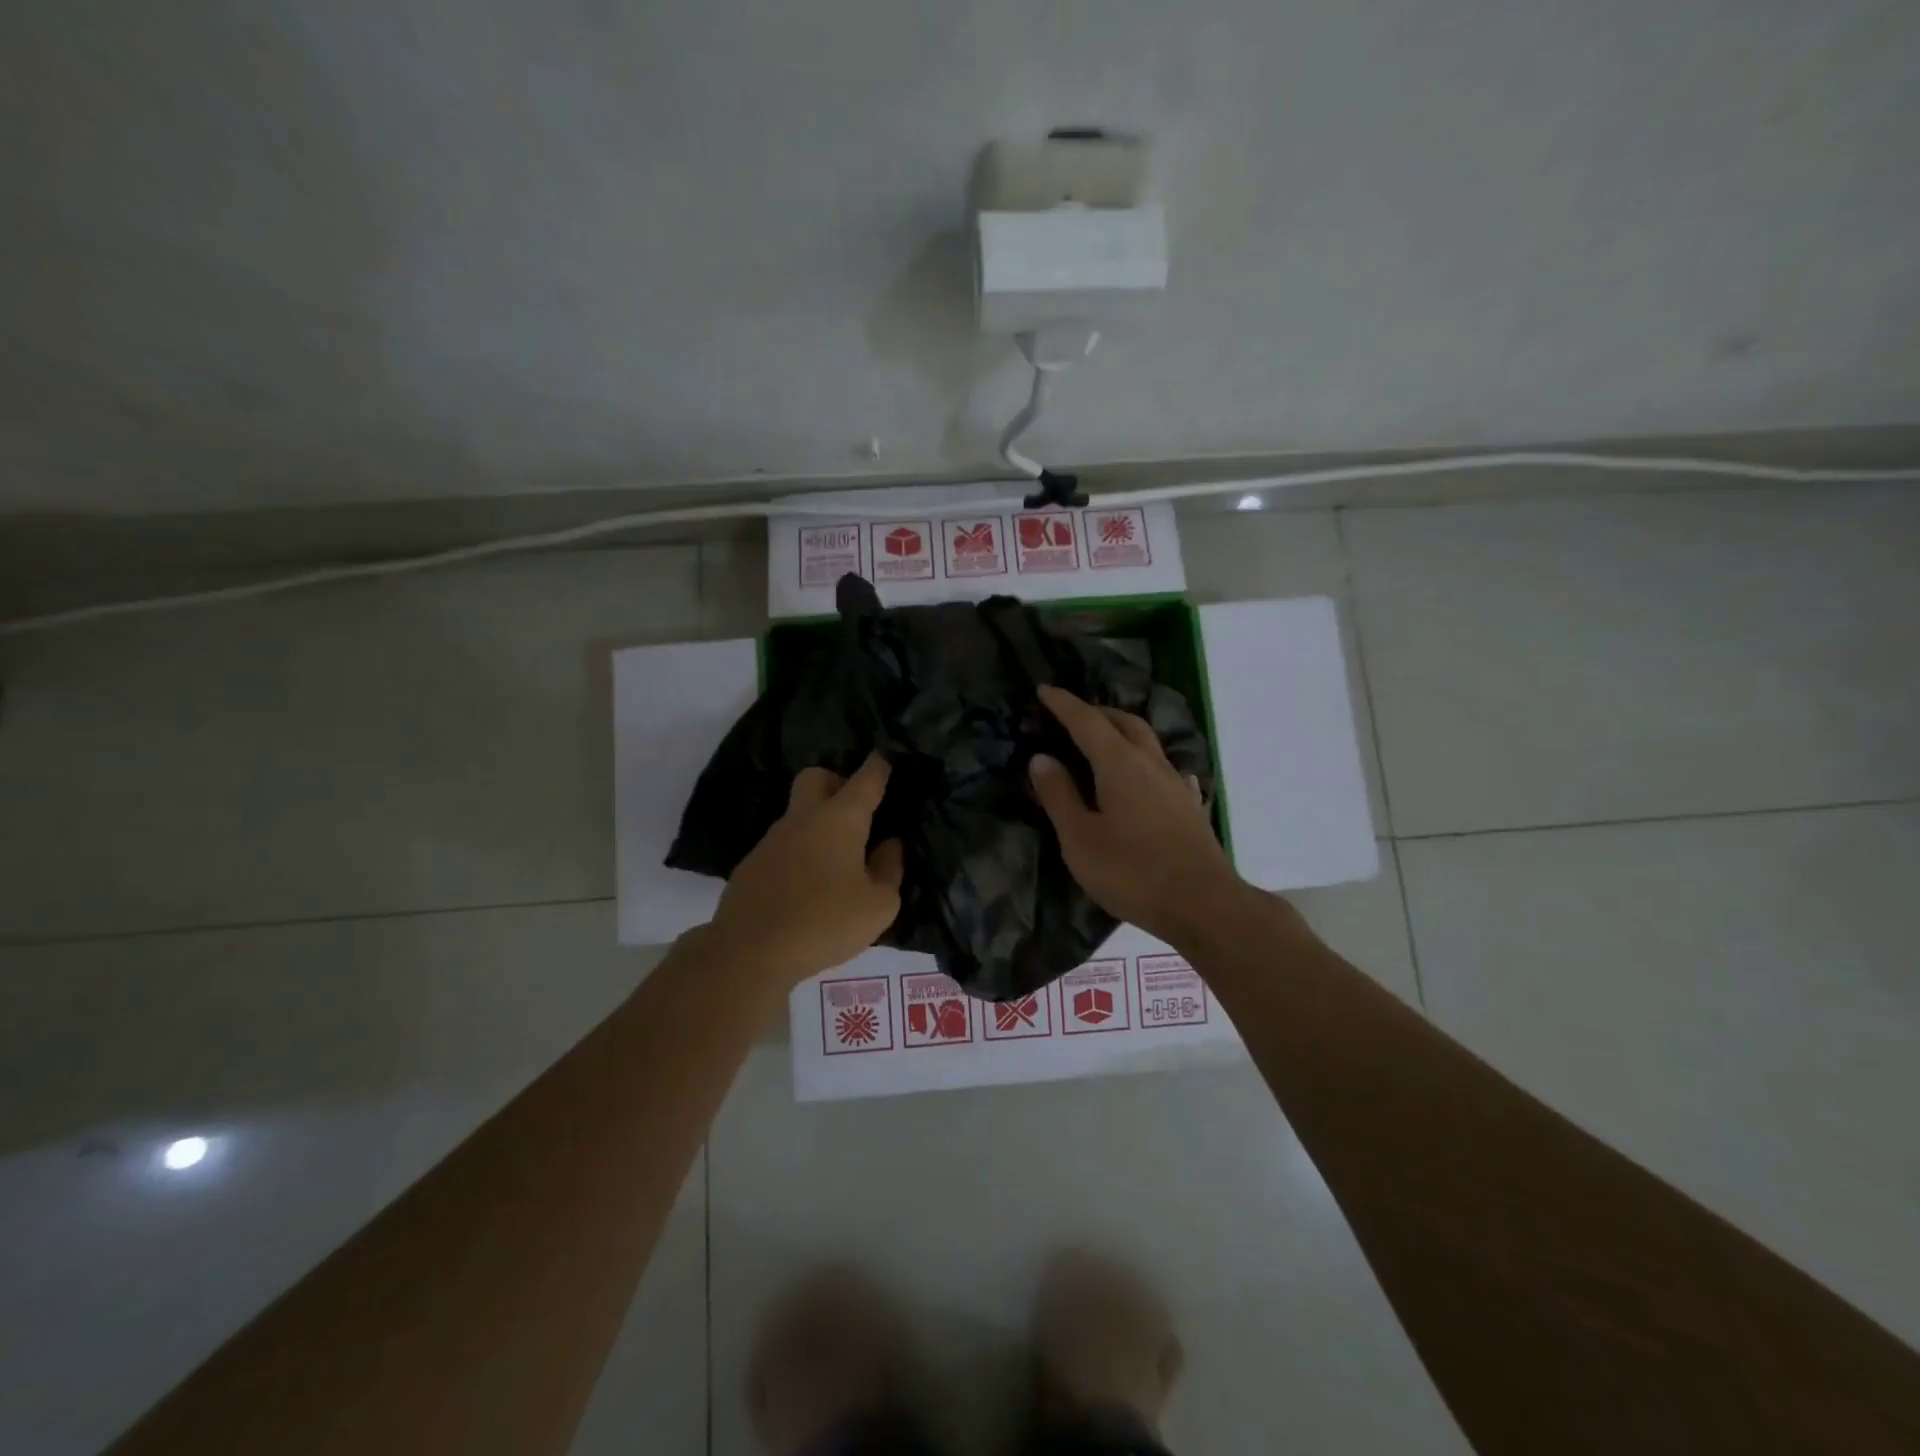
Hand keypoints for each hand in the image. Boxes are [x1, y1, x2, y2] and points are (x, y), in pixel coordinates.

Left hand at [707, 754, 904, 982]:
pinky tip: (808, 887)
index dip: (879, 766)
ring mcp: (772, 840)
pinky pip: (783, 845)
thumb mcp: (878, 905)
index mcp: (840, 819)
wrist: (749, 951)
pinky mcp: (752, 865)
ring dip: (818, 824)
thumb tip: (889, 846)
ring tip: (838, 862)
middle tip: (856, 812)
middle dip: (837, 782)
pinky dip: (799, 853)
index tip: (886, 757)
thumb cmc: (825, 922)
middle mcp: (804, 818)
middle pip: (816, 778)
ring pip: (798, 814)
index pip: (865, 780)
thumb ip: (890, 870)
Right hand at [1028, 685, 1240, 942]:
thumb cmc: (1132, 872)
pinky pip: (1164, 768)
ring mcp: (1176, 784)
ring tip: (1104, 741)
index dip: (1064, 704)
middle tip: (1072, 716)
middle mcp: (1151, 764)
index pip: (1087, 721)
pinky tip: (1146, 777)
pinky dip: (1145, 761)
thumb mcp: (1081, 838)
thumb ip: (1060, 796)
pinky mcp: (1189, 806)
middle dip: (1096, 712)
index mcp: (1120, 764)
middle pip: (1125, 722)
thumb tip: (1041, 758)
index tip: (1044, 690)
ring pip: (1148, 742)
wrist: (1203, 904)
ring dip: (1123, 731)